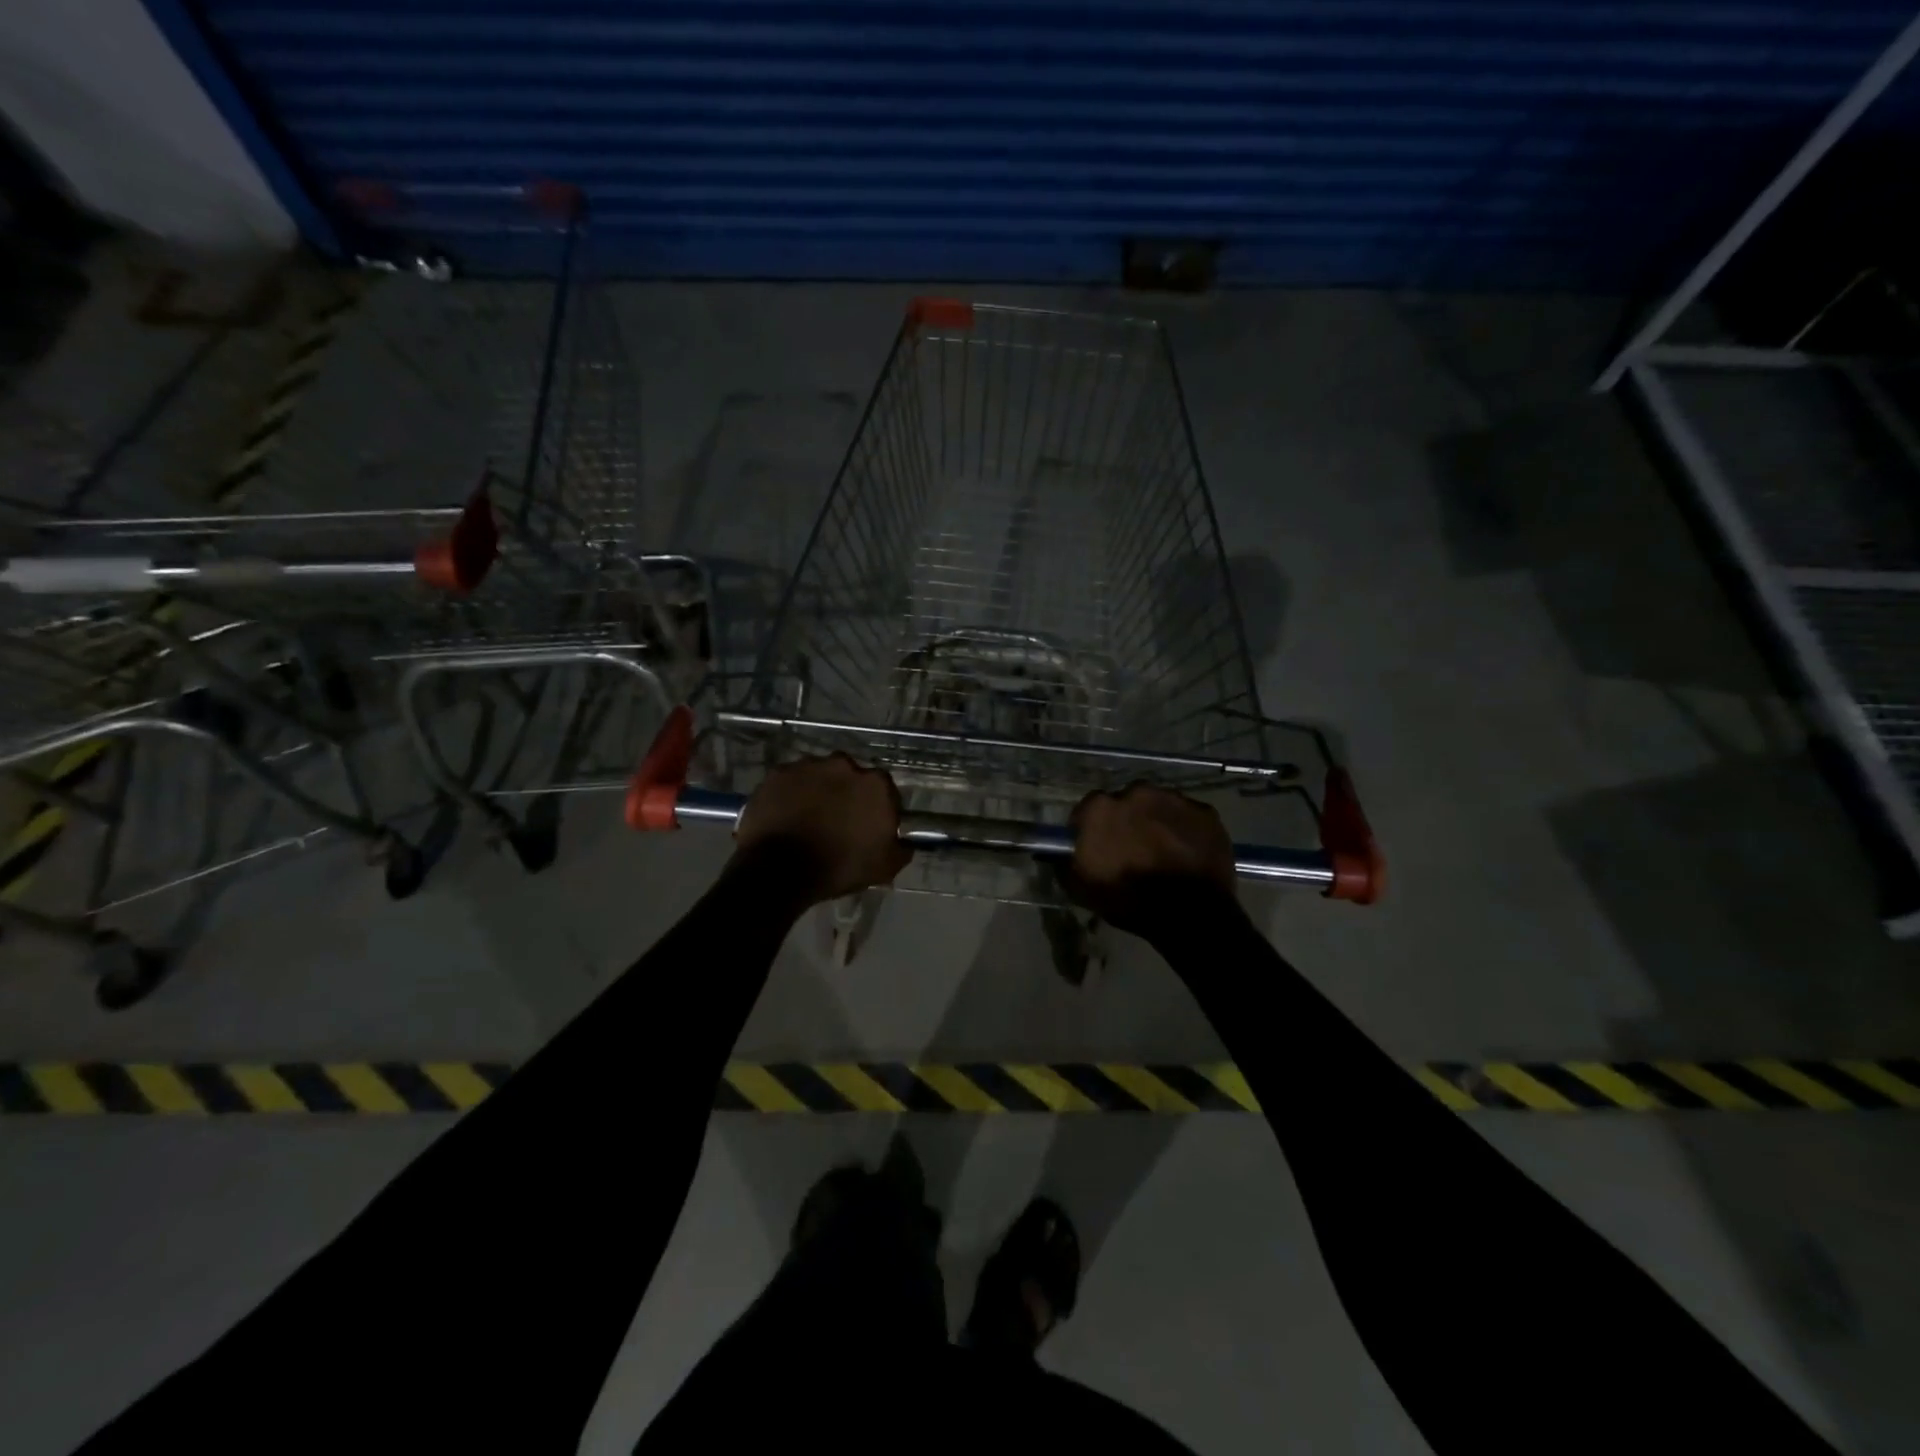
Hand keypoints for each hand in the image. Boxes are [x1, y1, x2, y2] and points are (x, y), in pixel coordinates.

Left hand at [733, 755, 911, 903]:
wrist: (780, 870)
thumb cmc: (839, 867)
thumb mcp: (884, 868)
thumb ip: (900, 849)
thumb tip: (905, 843)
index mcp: (875, 785)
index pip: (884, 790)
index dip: (876, 807)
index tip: (868, 825)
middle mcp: (844, 765)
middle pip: (850, 776)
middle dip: (846, 793)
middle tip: (837, 820)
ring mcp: (808, 766)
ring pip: (819, 775)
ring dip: (818, 791)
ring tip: (808, 818)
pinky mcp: (778, 773)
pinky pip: (790, 781)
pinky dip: (790, 794)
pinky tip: (786, 815)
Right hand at [1062, 783, 1236, 934]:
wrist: (1189, 913)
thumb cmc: (1128, 900)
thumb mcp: (1081, 888)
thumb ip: (1064, 862)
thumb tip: (1054, 852)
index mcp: (1101, 808)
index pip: (1088, 810)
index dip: (1092, 829)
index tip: (1098, 847)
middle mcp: (1136, 792)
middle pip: (1126, 802)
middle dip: (1127, 821)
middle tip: (1133, 849)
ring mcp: (1174, 799)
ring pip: (1158, 806)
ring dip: (1156, 822)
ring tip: (1162, 852)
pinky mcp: (1205, 811)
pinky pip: (1188, 817)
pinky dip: (1185, 830)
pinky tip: (1186, 853)